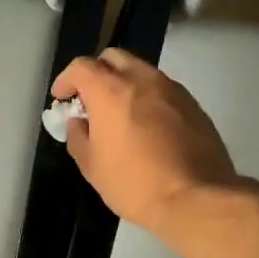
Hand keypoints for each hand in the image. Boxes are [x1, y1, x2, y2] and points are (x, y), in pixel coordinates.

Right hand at [51, 48, 242, 237]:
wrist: (197, 199)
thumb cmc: (134, 183)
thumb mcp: (91, 166)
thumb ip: (78, 136)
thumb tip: (80, 122)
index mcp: (111, 91)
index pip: (81, 66)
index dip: (66, 80)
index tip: (62, 99)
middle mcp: (143, 79)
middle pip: (113, 58)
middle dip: (97, 73)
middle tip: (91, 101)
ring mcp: (173, 89)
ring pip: (142, 71)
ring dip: (125, 84)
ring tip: (121, 115)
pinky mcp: (194, 105)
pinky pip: (163, 90)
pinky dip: (149, 99)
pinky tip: (148, 127)